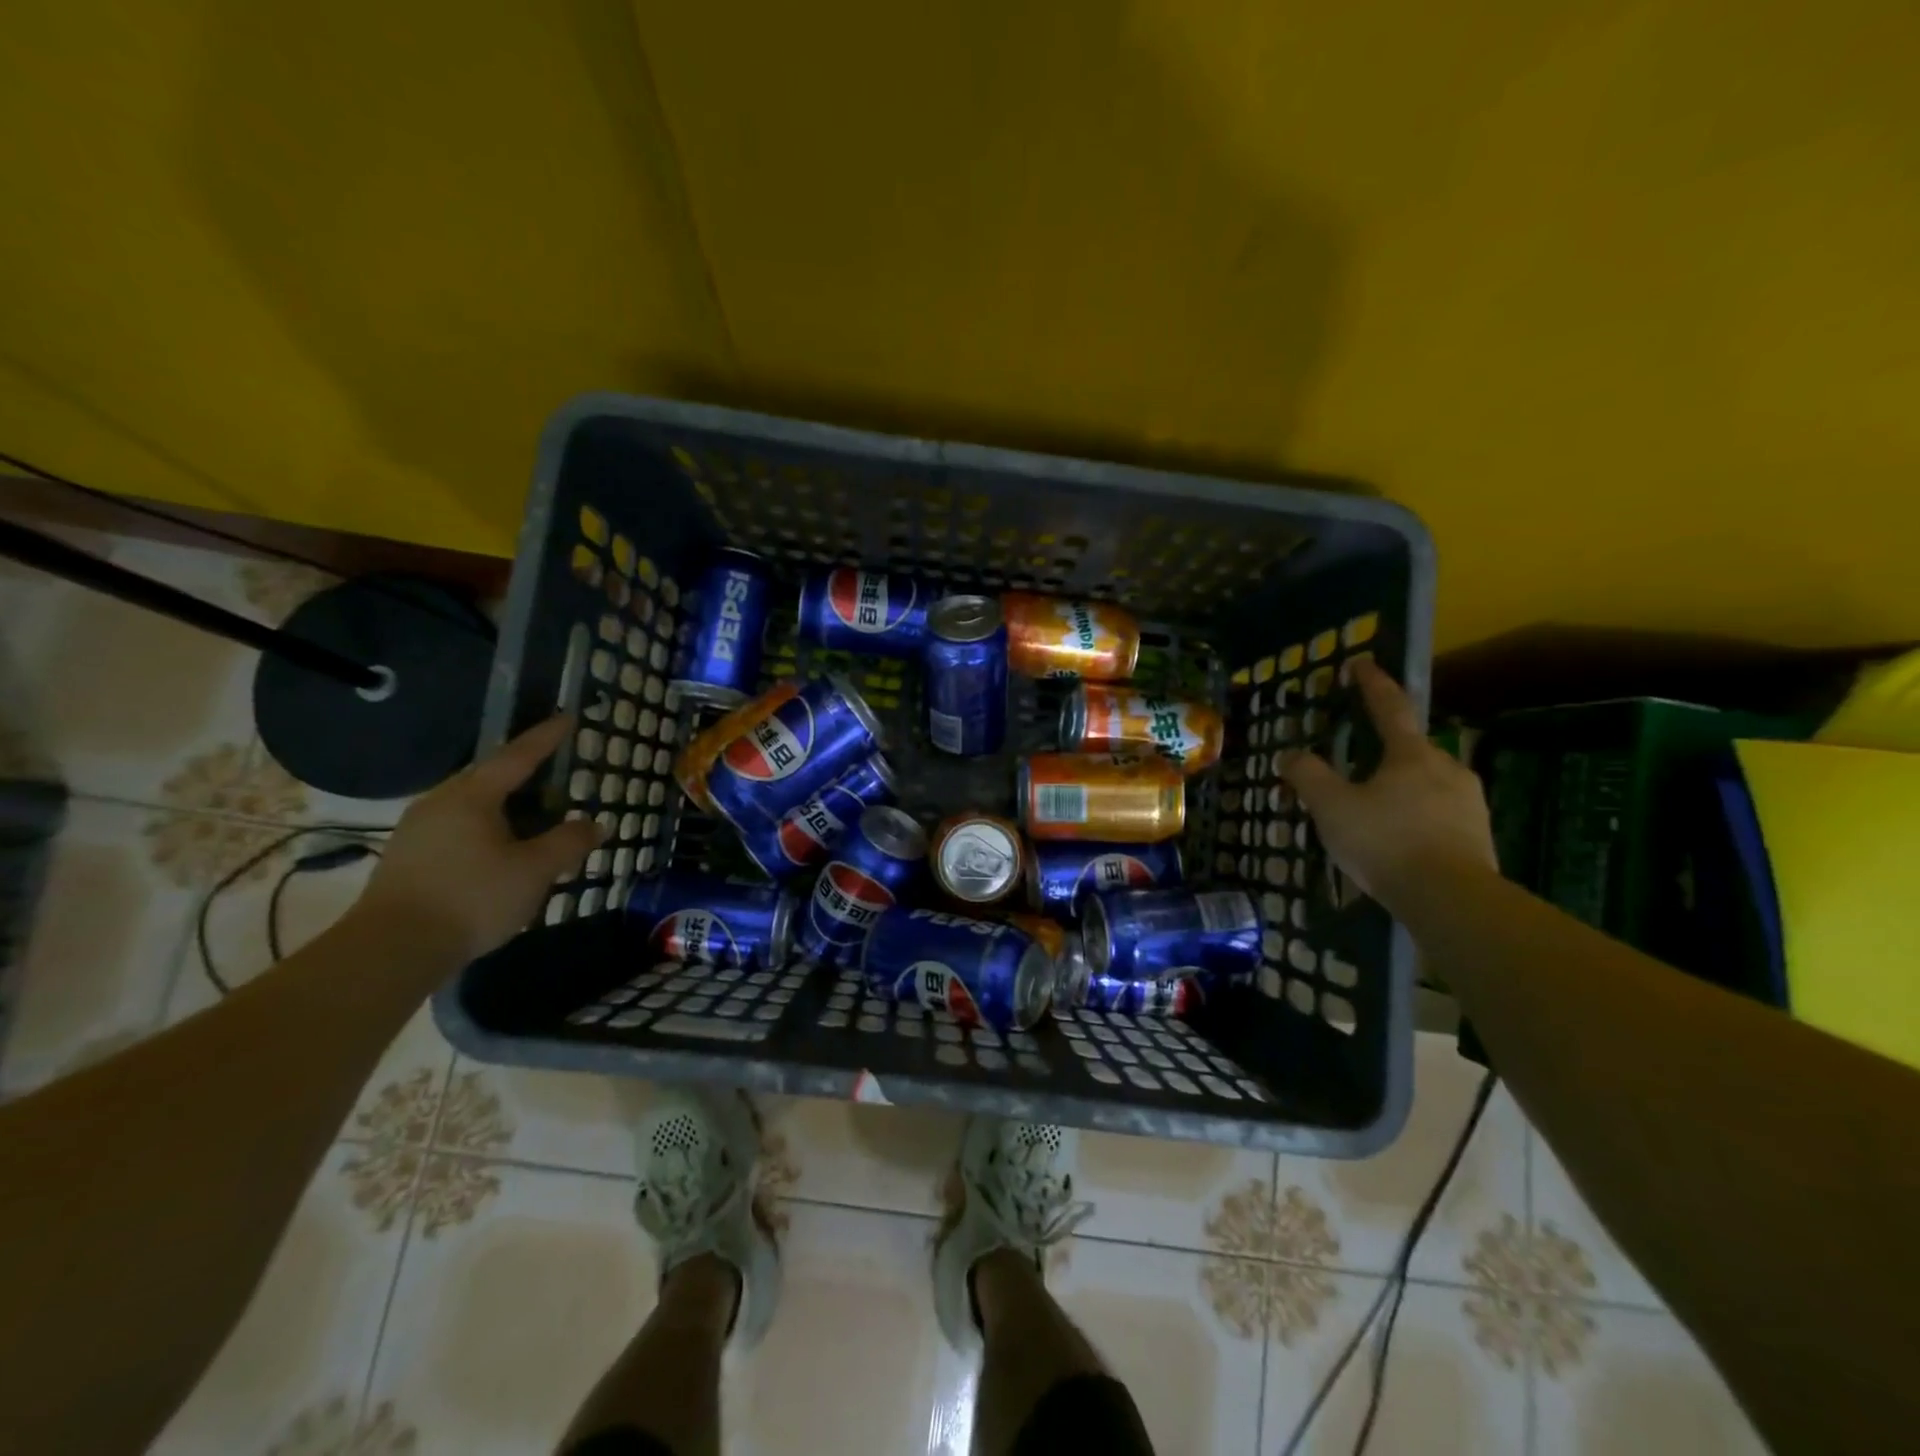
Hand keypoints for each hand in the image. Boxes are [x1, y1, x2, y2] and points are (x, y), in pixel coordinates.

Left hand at [353, 715, 603, 965]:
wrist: (391, 950)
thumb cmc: (472, 898)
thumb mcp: (534, 871)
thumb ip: (569, 843)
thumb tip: (597, 824)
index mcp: (472, 796)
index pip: (517, 756)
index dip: (546, 738)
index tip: (567, 718)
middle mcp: (440, 802)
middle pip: (490, 777)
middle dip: (525, 773)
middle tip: (556, 772)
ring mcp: (418, 830)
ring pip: (473, 805)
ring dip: (507, 805)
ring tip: (535, 814)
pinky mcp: (408, 857)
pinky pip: (459, 827)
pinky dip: (488, 827)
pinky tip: (502, 847)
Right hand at [1280, 659, 1496, 909]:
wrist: (1451, 899)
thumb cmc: (1386, 842)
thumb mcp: (1332, 808)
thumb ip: (1308, 776)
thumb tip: (1289, 754)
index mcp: (1411, 754)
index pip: (1389, 707)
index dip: (1372, 684)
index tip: (1362, 663)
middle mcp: (1447, 768)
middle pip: (1413, 748)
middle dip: (1388, 749)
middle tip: (1361, 761)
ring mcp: (1469, 802)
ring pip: (1429, 782)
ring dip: (1404, 786)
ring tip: (1379, 807)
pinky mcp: (1479, 834)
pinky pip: (1441, 812)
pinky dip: (1418, 816)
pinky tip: (1402, 837)